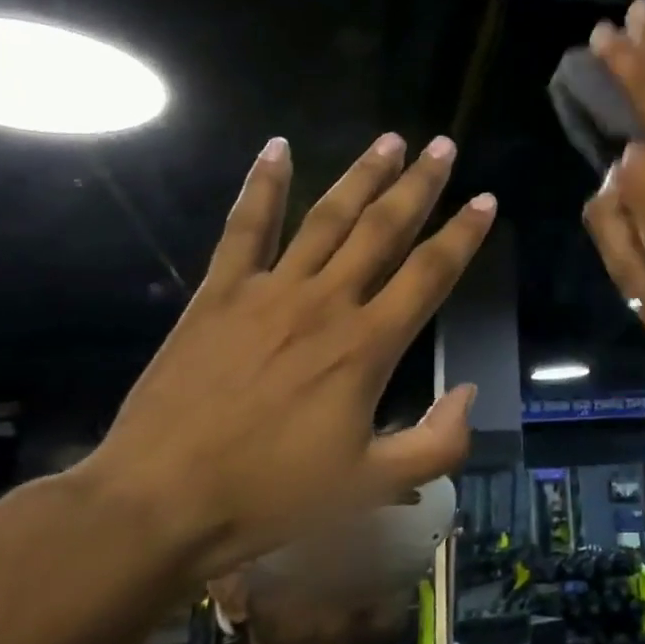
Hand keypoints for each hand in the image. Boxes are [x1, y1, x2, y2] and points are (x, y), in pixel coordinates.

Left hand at [82, 133, 495, 575]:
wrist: (159, 504)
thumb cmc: (271, 498)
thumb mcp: (371, 488)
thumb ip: (437, 444)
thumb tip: (470, 393)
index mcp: (367, 347)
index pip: (430, 274)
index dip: (463, 234)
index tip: (485, 199)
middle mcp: (326, 303)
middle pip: (383, 229)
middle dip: (419, 185)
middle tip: (443, 145)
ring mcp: (270, 291)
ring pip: (327, 218)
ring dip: (362, 175)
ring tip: (390, 139)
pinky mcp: (220, 294)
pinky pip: (246, 228)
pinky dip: (263, 186)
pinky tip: (277, 149)